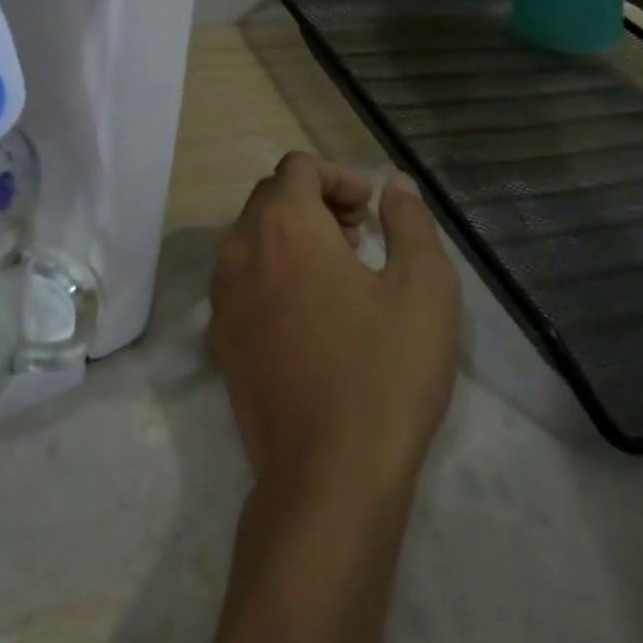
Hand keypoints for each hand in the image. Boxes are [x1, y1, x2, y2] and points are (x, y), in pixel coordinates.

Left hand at [208, 154, 460, 502]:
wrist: (327, 475)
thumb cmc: (384, 370)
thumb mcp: (424, 286)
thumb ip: (410, 222)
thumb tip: (395, 187)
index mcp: (283, 226)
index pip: (297, 167)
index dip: (338, 176)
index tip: (371, 210)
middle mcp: (239, 251)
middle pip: (269, 199)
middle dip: (315, 202)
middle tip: (360, 236)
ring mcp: (221, 299)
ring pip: (250, 240)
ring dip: (291, 237)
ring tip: (338, 272)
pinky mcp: (219, 342)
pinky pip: (240, 283)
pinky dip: (271, 275)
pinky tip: (308, 316)